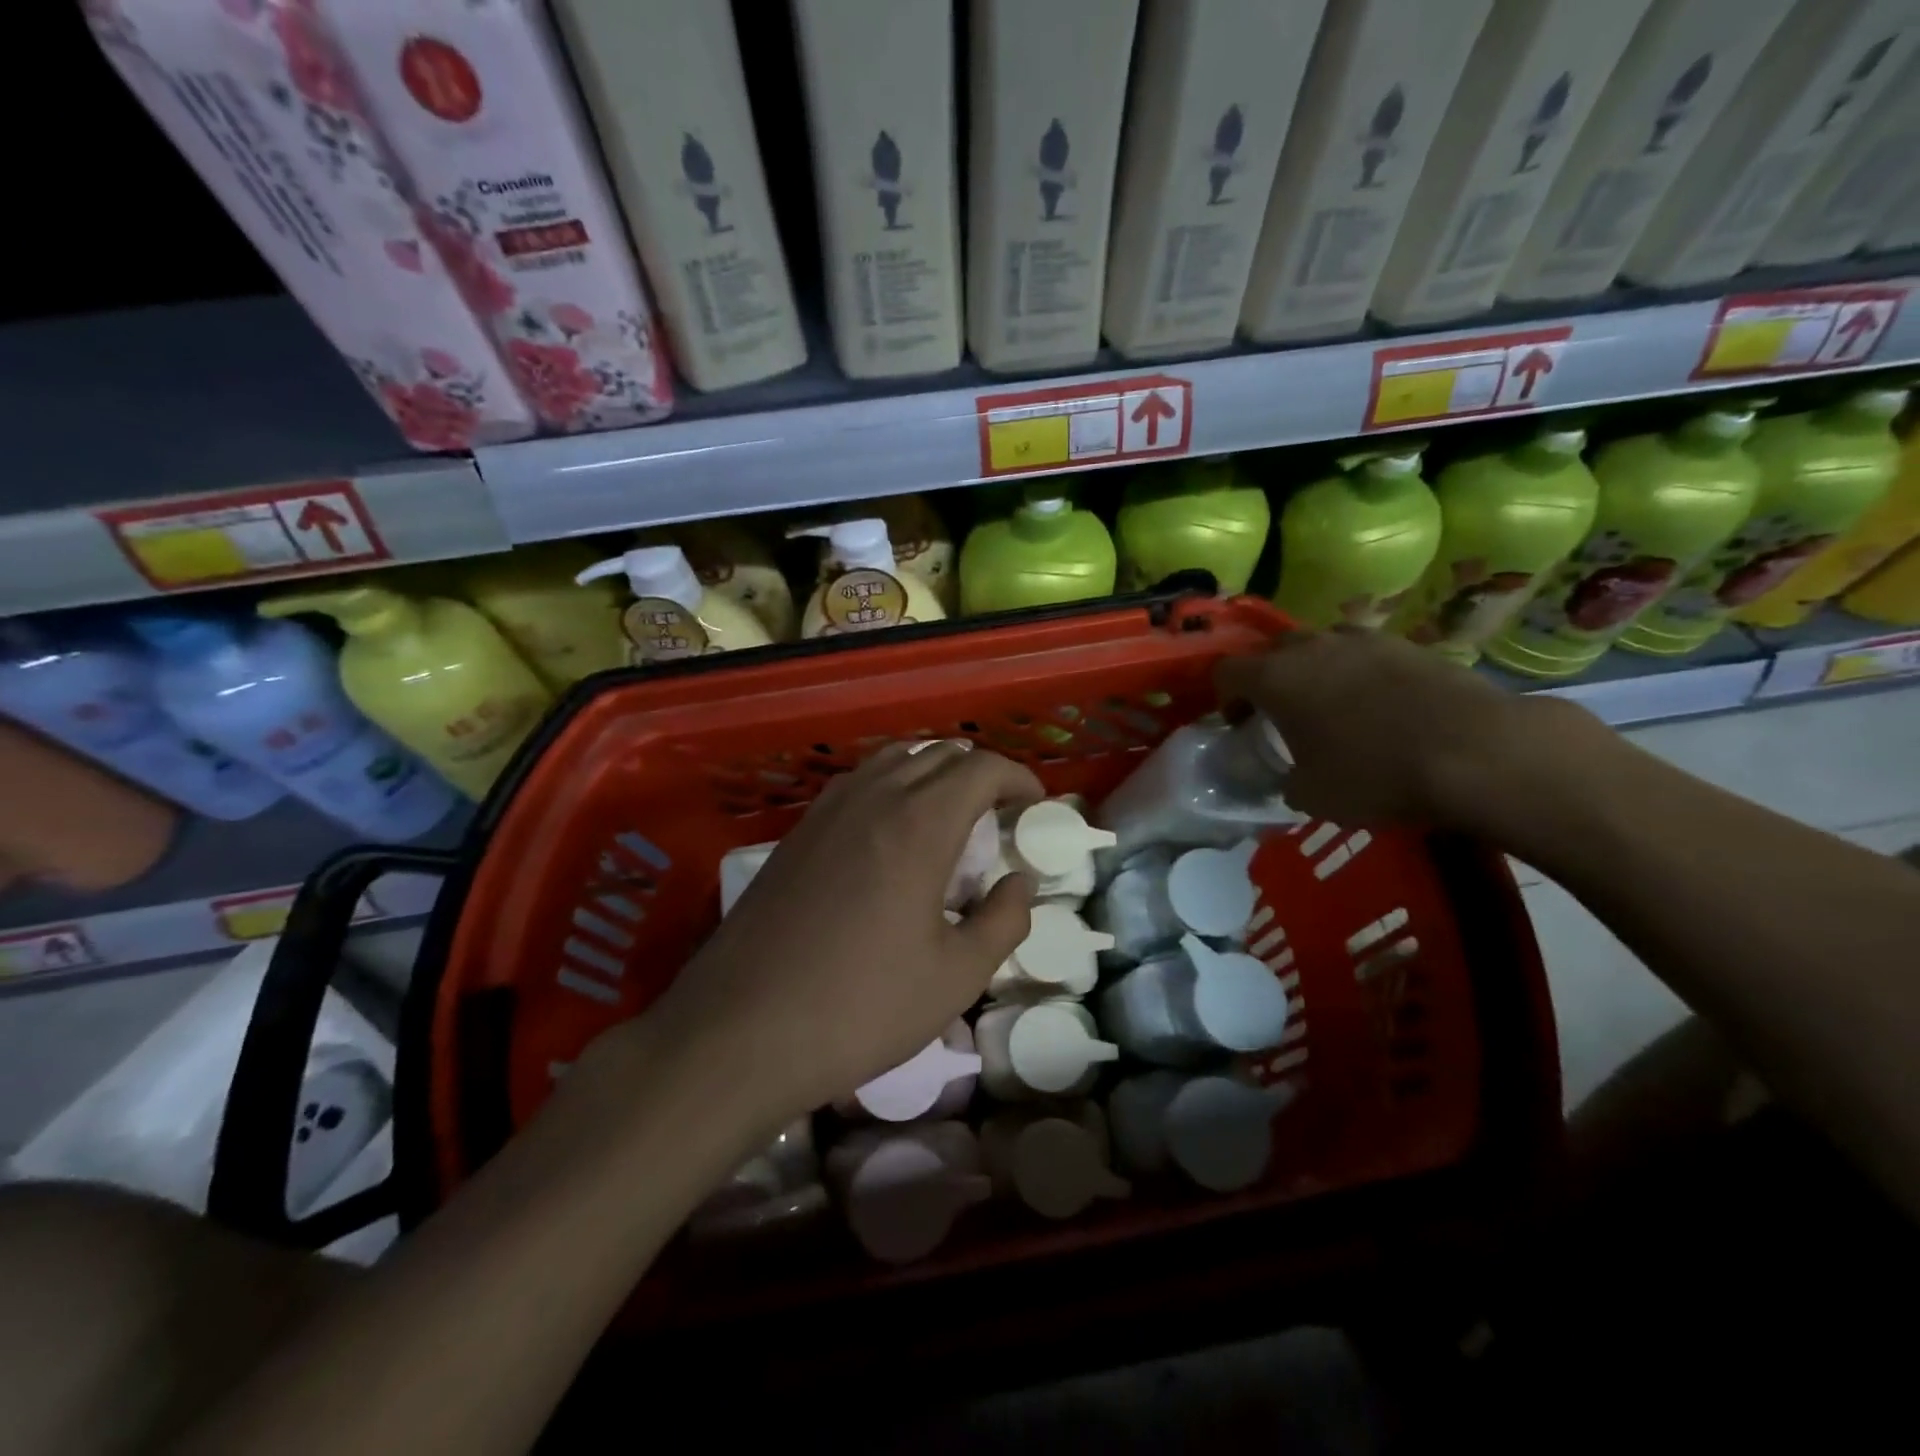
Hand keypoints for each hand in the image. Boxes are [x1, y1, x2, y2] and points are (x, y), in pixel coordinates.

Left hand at [639, 743, 1042, 1125]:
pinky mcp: (796, 832)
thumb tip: (1020, 882)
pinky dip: (891, 788)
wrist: (740, 1031)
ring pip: (893, 760)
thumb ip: (1004, 920)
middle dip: (979, 774)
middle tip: (998, 816)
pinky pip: (857, 783)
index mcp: (919, 823)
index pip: (981, 767)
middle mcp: (872, 797)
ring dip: (932, 774)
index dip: (1017, 778)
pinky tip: (890, 836)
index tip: (1034, 804)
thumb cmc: (861, 1007)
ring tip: (948, 818)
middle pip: (938, 754)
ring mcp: (826, 810)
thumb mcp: (956, 976)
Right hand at [1214, 628, 1589, 828]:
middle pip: (1273, 650)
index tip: (1238, 724)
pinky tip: (1379, 705)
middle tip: (1280, 713)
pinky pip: (1366, 653)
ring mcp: (1365, 641)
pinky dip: (1359, 673)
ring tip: (1332, 706)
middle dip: (1268, 677)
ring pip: (1322, 645)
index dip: (1224, 697)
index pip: (1226, 671)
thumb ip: (1286, 780)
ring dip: (1315, 670)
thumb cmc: (1374, 774)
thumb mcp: (1311, 796)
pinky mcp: (1410, 645)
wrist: (1475, 752)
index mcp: (1276, 678)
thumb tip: (1291, 777)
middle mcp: (1313, 648)